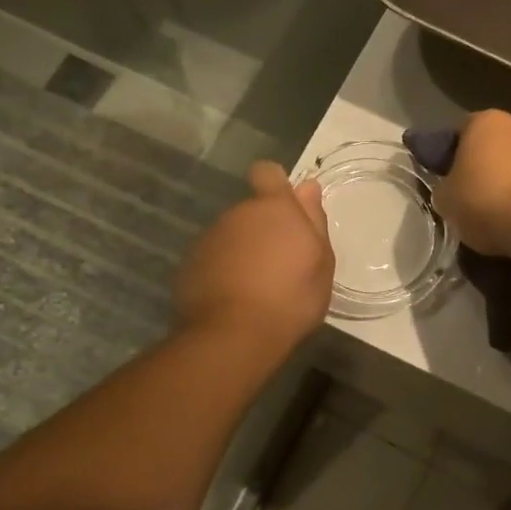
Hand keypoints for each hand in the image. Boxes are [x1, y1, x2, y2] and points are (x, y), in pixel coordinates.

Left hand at [174, 161, 333, 352]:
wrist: (234, 336)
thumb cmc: (291, 298)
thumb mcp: (321, 262)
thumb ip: (313, 220)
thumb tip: (307, 186)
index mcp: (273, 208)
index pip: (267, 173)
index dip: (275, 185)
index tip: (286, 210)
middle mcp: (237, 214)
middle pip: (251, 210)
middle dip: (264, 228)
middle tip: (282, 264)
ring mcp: (209, 239)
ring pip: (231, 236)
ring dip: (243, 251)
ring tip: (258, 287)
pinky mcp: (189, 265)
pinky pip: (213, 259)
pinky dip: (224, 271)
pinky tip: (235, 299)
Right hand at [432, 110, 510, 256]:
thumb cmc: (487, 202)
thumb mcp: (446, 201)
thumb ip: (446, 189)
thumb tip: (452, 190)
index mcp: (484, 122)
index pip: (462, 132)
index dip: (454, 156)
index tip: (452, 180)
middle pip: (498, 144)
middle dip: (490, 166)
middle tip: (479, 198)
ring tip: (509, 214)